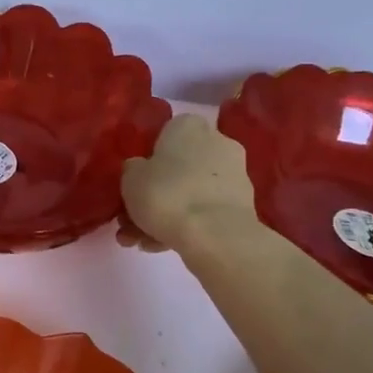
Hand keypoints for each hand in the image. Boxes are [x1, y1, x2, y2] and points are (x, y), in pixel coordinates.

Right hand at [118, 114, 257, 253]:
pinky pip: (205, 211)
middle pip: (178, 168)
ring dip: (166, 215)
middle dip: (154, 195)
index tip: (134, 184)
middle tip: (132, 221)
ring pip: (190, 192)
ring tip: (143, 243)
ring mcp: (234, 174)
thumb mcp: (130, 178)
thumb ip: (133, 170)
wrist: (215, 235)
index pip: (164, 135)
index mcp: (189, 125)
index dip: (147, 161)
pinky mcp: (242, 205)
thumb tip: (140, 170)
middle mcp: (216, 142)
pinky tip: (163, 247)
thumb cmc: (166, 195)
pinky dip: (186, 225)